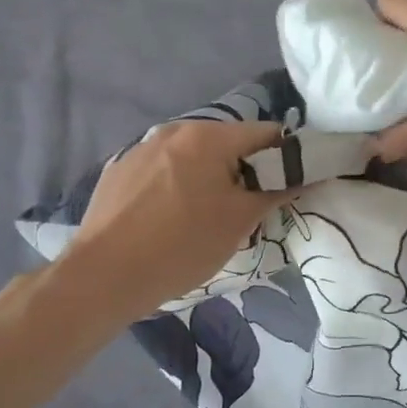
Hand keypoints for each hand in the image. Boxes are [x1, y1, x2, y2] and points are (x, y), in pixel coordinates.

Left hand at [67, 118, 296, 316]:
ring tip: (205, 220)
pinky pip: (164, 171)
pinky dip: (178, 187)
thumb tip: (302, 174)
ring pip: (195, 158)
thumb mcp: (240, 221)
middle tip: (248, 212)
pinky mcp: (119, 171)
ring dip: (210, 179)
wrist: (104, 276)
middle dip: (246, 171)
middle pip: (229, 144)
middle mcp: (174, 130)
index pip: (267, 133)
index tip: (288, 190)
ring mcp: (142, 149)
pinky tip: (169, 221)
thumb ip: (276, 190)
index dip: (287, 159)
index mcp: (208, 136)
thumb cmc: (182, 245)